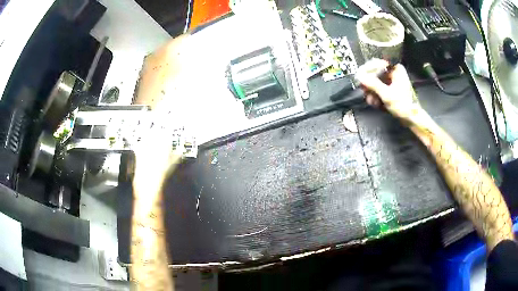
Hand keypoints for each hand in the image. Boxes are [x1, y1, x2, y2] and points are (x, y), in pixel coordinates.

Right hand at [356, 59, 421, 120]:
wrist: (411, 119)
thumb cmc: (403, 106)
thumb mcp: (387, 94)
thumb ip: (373, 84)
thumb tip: (359, 76)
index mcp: (396, 69)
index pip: (378, 63)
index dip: (368, 70)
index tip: (361, 77)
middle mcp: (394, 73)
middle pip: (376, 74)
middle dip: (369, 84)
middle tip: (364, 91)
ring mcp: (392, 82)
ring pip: (377, 82)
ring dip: (372, 92)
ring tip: (371, 101)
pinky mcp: (391, 90)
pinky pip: (380, 89)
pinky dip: (376, 96)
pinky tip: (375, 103)